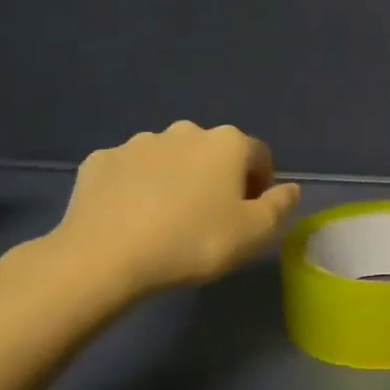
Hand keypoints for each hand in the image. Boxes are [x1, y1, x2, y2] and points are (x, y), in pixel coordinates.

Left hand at [47, 122, 300, 298]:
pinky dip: (137, 187)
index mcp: (227, 143)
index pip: (259, 156)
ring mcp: (137, 143)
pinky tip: (132, 217)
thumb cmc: (193, 241)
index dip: (261, 185)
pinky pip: (130, 171)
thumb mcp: (255, 233)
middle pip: (213, 153)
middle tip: (210, 218)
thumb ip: (280, 206)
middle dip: (217, 178)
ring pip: (170, 159)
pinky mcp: (99, 161)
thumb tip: (290, 189)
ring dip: (177, 180)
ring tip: (168, 220)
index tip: (250, 215)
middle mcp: (185, 131)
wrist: (104, 257)